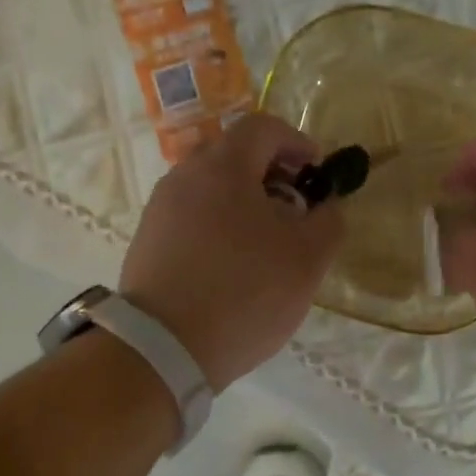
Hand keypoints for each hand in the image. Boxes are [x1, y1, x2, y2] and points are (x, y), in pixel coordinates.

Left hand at [120, 114, 343, 391]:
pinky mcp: (147, 243)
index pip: (263, 128)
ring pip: (210, 190)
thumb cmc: (245, 294)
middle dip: (272, 176)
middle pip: (234, 157)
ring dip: (244, 205)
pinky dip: (218, 228)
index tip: (317, 173)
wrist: (164, 347)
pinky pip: (191, 220)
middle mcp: (184, 177)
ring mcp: (159, 211)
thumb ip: (328, 222)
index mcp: (223, 168)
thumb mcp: (308, 261)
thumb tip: (326, 206)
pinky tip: (232, 268)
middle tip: (296, 212)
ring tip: (266, 246)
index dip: (297, 142)